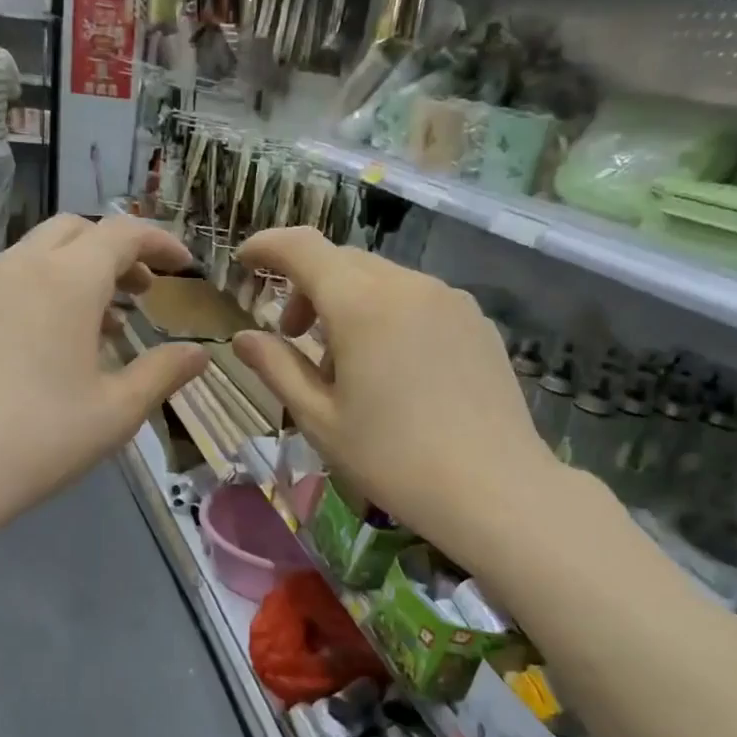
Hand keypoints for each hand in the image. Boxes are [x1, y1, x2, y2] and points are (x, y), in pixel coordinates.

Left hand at [0, 214, 207, 538]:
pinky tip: (35, 346)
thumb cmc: (41, 439)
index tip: (183, 265)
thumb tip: (199, 353)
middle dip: (114, 251)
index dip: (160, 241)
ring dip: (73, 273)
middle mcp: (18, 267)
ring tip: (93, 326)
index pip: (123, 233)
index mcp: (67, 280)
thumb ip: (163, 373)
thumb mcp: (116, 412)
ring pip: (33, 256)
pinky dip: (33, 294)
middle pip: (74, 231)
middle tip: (140, 291)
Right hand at [232, 228, 565, 575]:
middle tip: (292, 336)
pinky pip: (417, 300)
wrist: (493, 489)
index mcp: (363, 305)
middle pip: (344, 263)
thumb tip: (243, 338)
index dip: (269, 247)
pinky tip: (392, 370)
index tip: (245, 261)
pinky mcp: (477, 322)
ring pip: (382, 281)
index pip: (304, 249)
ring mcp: (450, 300)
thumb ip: (276, 369)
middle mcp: (409, 286)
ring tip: (346, 366)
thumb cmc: (392, 459)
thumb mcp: (320, 419)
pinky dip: (387, 316)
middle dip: (308, 288)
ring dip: (349, 305)